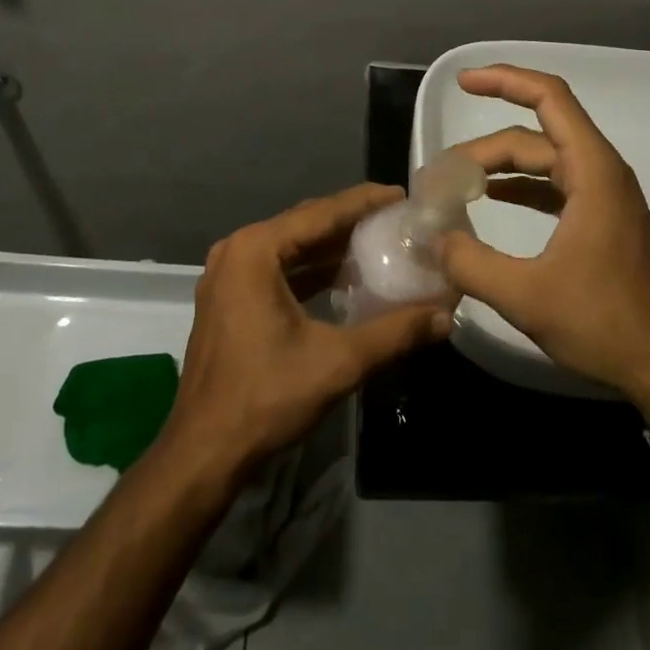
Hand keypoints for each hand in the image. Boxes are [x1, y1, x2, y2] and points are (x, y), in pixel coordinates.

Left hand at [162, 183, 452, 480]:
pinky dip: (310, 269)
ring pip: (291, 246)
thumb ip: (394, 332)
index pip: (321, 212)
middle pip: (305, 223)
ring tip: (378, 242)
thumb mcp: (338, 362)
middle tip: (395, 218)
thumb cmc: (266, 398)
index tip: (401, 195)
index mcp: (256, 250)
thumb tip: (446, 316)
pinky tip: (344, 277)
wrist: (203, 454)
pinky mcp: (229, 299)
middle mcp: (238, 250)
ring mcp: (228, 275)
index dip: (364, 202)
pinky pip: (278, 268)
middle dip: (350, 220)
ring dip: (331, 246)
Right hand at [436, 65, 649, 415]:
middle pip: (536, 135)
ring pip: (546, 160)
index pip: (549, 98)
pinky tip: (492, 199)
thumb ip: (471, 263)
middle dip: (486, 146)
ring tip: (457, 181)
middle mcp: (601, 171)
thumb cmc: (606, 323)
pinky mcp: (604, 220)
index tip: (464, 83)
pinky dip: (522, 186)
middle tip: (441, 172)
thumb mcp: (527, 297)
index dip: (505, 80)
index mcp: (592, 171)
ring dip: (502, 165)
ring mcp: (605, 195)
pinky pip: (556, 185)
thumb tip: (433, 239)